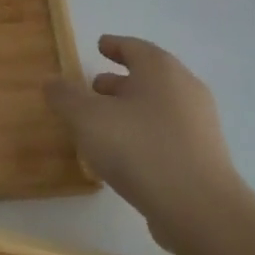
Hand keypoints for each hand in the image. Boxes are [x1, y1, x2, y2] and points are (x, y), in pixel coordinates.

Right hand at [47, 35, 249, 254]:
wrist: (199, 209)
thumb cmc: (139, 148)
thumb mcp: (87, 118)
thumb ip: (65, 96)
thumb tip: (52, 82)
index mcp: (161, 70)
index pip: (134, 47)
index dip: (114, 45)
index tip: (99, 46)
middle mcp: (185, 89)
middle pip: (148, 76)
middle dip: (118, 81)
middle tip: (92, 88)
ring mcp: (199, 124)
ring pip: (157, 106)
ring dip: (130, 109)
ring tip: (102, 124)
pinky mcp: (203, 156)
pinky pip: (166, 133)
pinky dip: (144, 133)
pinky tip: (124, 153)